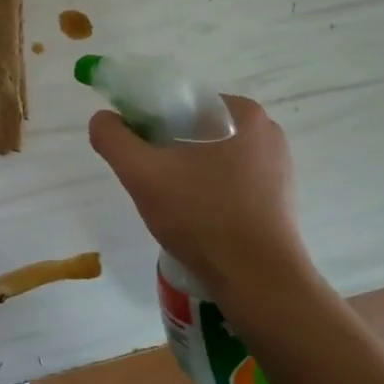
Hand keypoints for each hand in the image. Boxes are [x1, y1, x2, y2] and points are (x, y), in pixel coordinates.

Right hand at [88, 95, 316, 308]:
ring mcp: (278, 167)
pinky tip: (196, 218)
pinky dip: (207, 191)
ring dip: (185, 171)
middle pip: (195, 128)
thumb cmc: (202, 216)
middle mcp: (266, 132)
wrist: (258, 282)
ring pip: (211, 156)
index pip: (180, 101)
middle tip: (149, 180)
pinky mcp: (280, 198)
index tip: (135, 151)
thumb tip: (103, 118)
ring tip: (170, 204)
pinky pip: (230, 181)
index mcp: (241, 112)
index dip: (148, 120)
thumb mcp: (141, 173)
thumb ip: (112, 137)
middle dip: (166, 149)